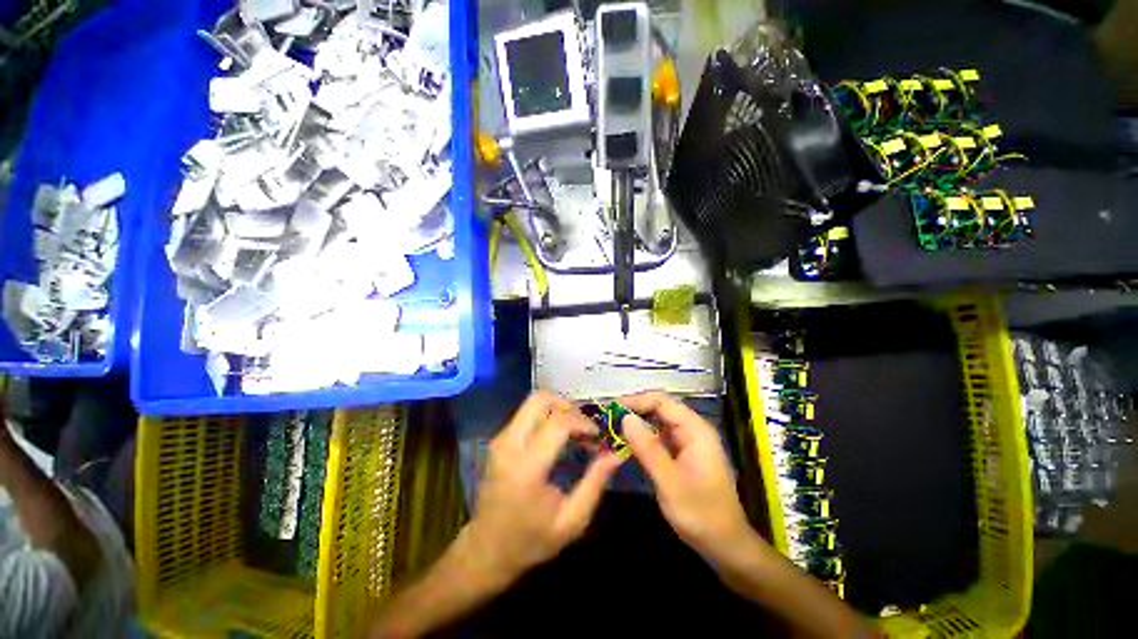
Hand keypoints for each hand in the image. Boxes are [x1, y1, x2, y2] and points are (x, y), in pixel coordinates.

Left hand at [465, 391, 620, 585]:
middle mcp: (510, 444)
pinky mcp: (499, 439)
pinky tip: (559, 435)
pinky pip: (526, 413)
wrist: (485, 550)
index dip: (582, 421)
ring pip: (532, 402)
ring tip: (575, 430)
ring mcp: (501, 439)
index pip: (558, 422)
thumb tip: (615, 454)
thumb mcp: (571, 521)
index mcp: (527, 467)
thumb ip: (594, 484)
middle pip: (540, 400)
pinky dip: (547, 415)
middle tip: (584, 426)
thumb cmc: (530, 540)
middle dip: (567, 406)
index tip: (597, 435)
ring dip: (558, 409)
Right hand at [621, 392, 755, 562]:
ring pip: (657, 422)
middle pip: (659, 408)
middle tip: (609, 420)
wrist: (725, 546)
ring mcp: (687, 442)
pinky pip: (658, 438)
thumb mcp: (670, 482)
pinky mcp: (681, 454)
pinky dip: (642, 439)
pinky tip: (626, 445)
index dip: (636, 401)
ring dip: (637, 424)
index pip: (662, 401)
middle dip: (634, 411)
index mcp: (695, 430)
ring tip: (613, 430)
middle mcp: (692, 430)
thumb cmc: (701, 515)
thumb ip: (647, 448)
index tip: (612, 409)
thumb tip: (625, 417)